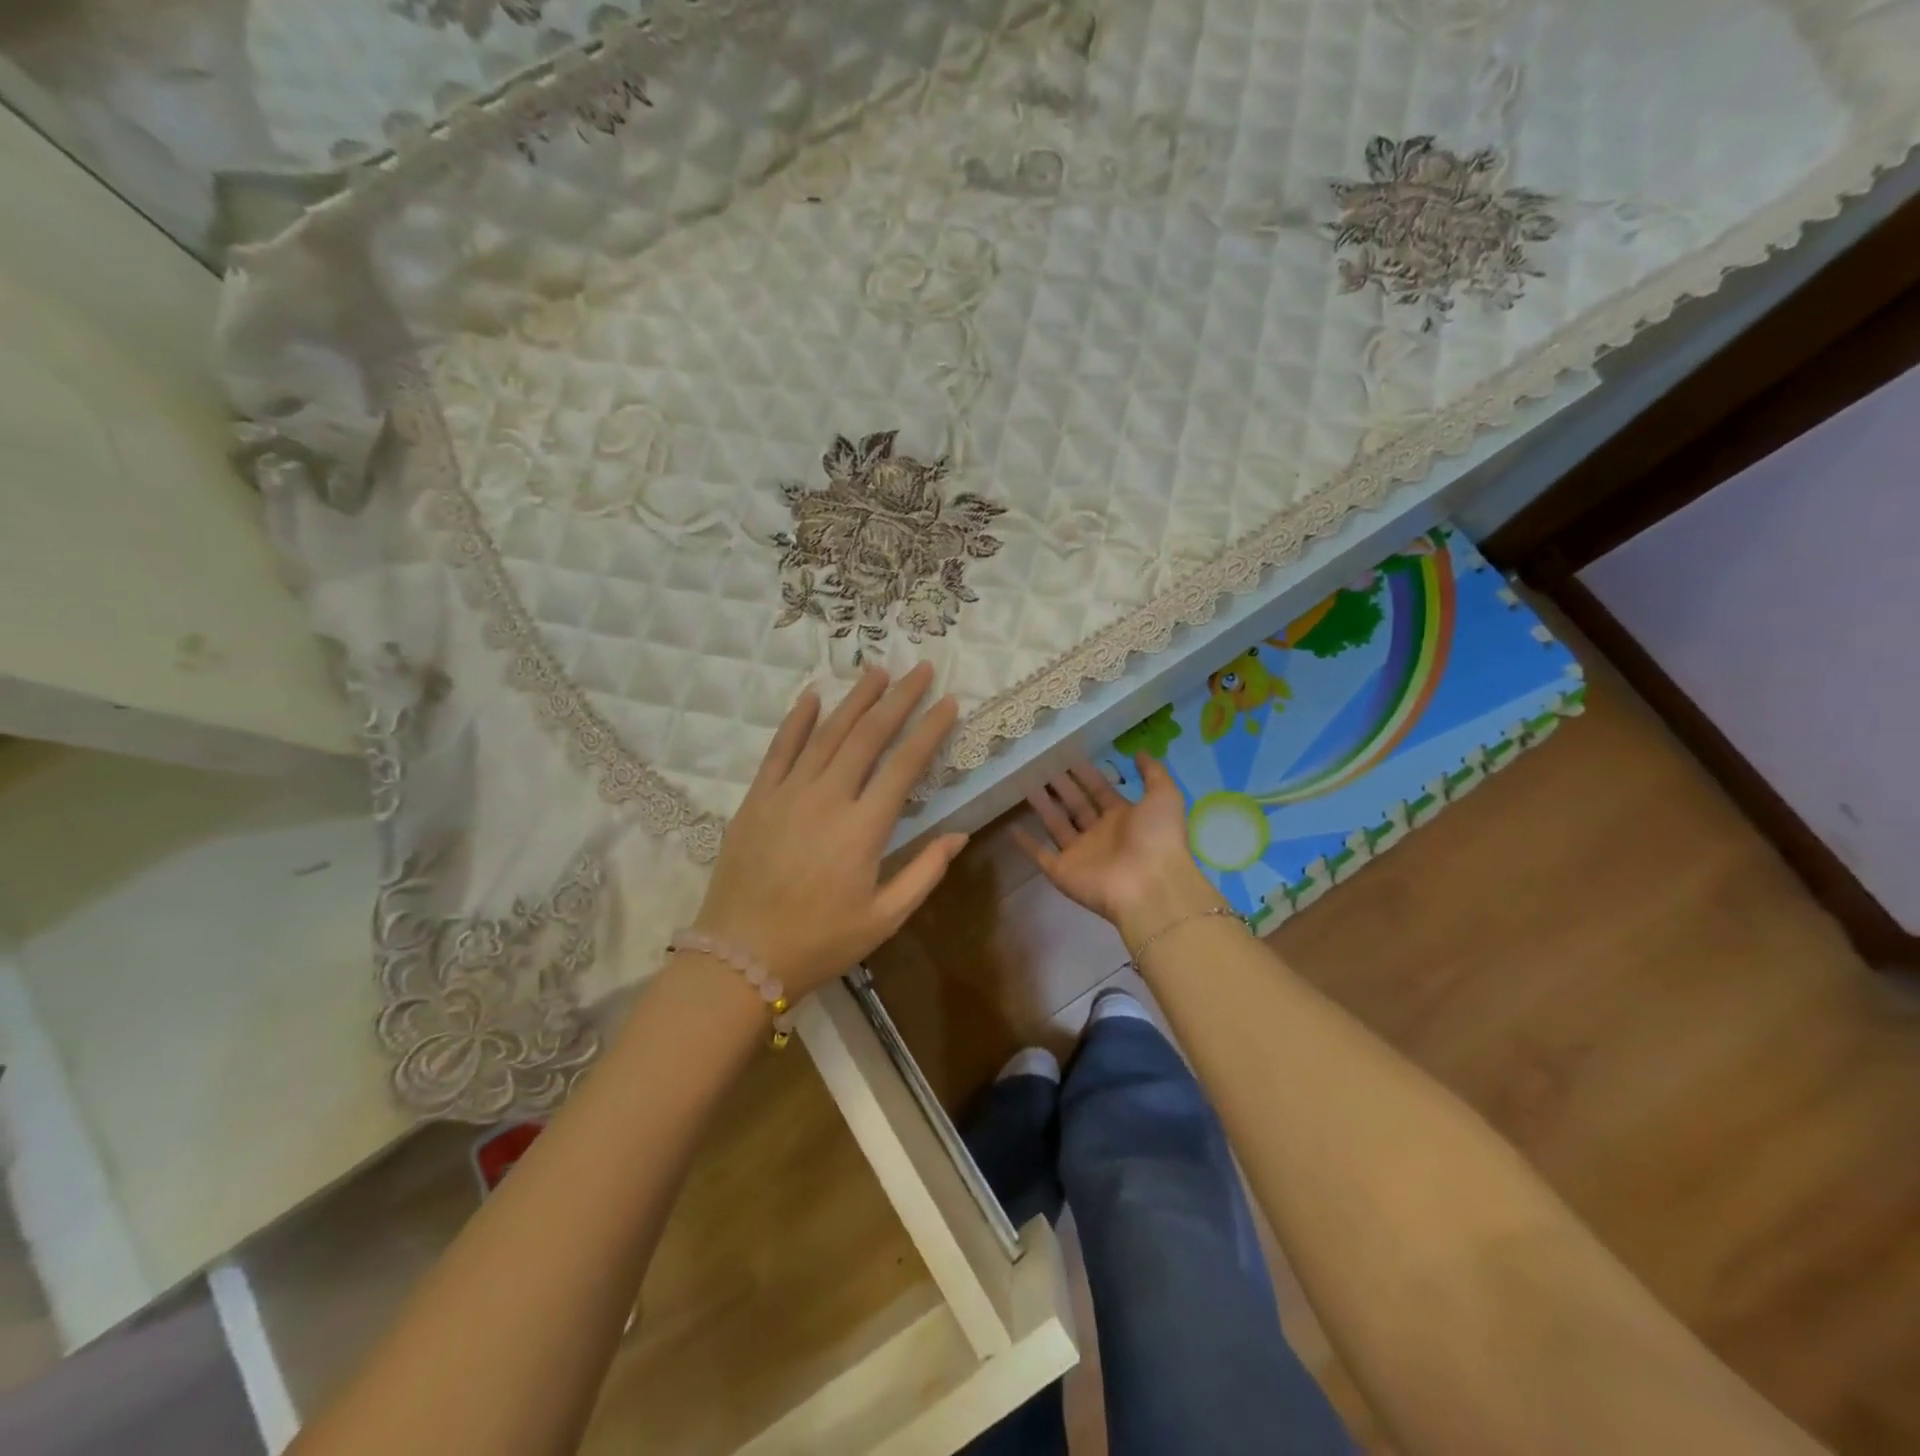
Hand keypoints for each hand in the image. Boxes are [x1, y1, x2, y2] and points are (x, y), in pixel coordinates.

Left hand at [691, 664, 966, 1000]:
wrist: (739, 956)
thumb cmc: (820, 942)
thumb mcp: (884, 918)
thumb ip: (924, 872)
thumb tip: (960, 834)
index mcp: (863, 829)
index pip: (904, 764)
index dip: (929, 729)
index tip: (949, 702)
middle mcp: (827, 798)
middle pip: (868, 735)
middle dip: (898, 698)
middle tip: (920, 669)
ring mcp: (787, 793)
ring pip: (826, 733)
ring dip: (855, 699)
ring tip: (878, 671)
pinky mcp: (757, 798)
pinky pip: (779, 748)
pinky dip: (797, 720)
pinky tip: (813, 695)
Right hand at [1014, 755, 1222, 945]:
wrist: (1149, 887)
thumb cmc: (1158, 838)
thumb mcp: (1164, 797)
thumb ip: (1152, 773)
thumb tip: (1138, 752)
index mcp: (1124, 818)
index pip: (1100, 791)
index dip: (1086, 774)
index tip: (1069, 755)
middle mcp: (1101, 835)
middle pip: (1076, 805)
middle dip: (1062, 786)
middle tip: (1042, 764)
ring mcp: (1080, 854)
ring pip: (1057, 824)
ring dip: (1043, 806)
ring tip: (1025, 782)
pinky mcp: (1062, 871)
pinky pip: (1040, 855)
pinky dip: (1026, 843)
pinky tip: (1011, 827)